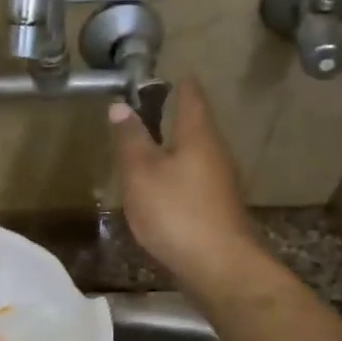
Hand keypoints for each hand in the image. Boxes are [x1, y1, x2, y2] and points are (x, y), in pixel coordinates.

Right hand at [109, 78, 269, 293]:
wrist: (218, 267)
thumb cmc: (176, 212)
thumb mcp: (141, 173)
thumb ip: (131, 139)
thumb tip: (120, 106)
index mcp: (198, 136)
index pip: (192, 98)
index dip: (181, 84)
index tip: (170, 73)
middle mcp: (216, 153)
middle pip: (197, 126)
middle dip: (177, 116)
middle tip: (152, 108)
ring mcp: (222, 183)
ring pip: (197, 155)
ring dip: (177, 147)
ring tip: (152, 147)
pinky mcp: (219, 208)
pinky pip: (197, 180)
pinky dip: (180, 175)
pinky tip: (165, 188)